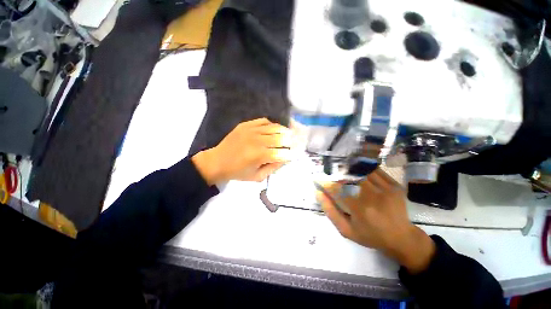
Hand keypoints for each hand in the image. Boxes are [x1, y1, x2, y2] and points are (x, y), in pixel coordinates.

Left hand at [192, 118, 294, 184]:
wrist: (217, 161)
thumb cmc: (238, 172)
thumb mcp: (257, 177)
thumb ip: (273, 168)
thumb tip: (285, 158)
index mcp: (259, 156)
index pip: (283, 153)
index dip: (292, 153)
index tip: (297, 153)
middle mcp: (257, 141)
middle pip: (281, 137)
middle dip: (292, 140)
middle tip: (297, 141)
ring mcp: (251, 130)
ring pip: (275, 127)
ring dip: (285, 131)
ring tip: (290, 133)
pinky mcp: (246, 125)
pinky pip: (264, 121)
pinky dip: (272, 125)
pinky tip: (275, 129)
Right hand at [317, 169, 435, 273]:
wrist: (402, 238)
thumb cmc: (370, 235)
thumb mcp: (346, 230)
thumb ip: (330, 211)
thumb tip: (318, 193)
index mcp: (359, 209)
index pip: (336, 188)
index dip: (326, 182)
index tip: (320, 179)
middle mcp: (372, 196)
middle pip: (350, 175)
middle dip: (338, 172)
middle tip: (333, 172)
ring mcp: (386, 189)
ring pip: (362, 171)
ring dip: (351, 168)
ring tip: (344, 169)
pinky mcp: (395, 186)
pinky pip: (376, 171)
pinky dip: (365, 167)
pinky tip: (360, 169)